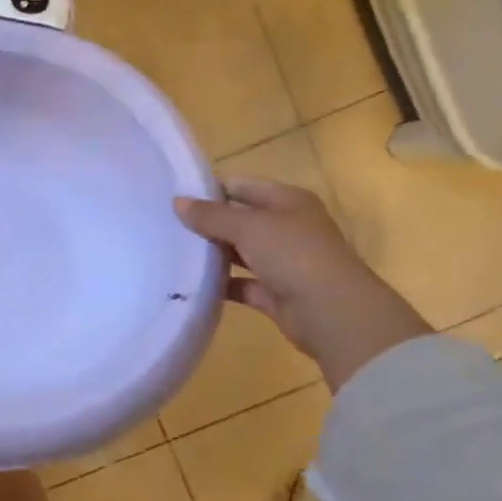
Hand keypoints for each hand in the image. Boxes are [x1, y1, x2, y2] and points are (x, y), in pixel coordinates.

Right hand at [174, 178, 428, 388]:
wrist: (333, 314)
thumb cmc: (294, 254)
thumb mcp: (248, 226)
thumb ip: (211, 215)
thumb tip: (178, 202)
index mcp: (288, 201)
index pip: (243, 186)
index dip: (211, 189)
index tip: (176, 196)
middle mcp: (288, 228)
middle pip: (241, 219)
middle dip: (209, 222)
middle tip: (167, 224)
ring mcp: (284, 262)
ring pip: (241, 252)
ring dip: (214, 253)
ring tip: (173, 251)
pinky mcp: (276, 293)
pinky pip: (243, 284)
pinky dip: (222, 284)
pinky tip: (192, 283)